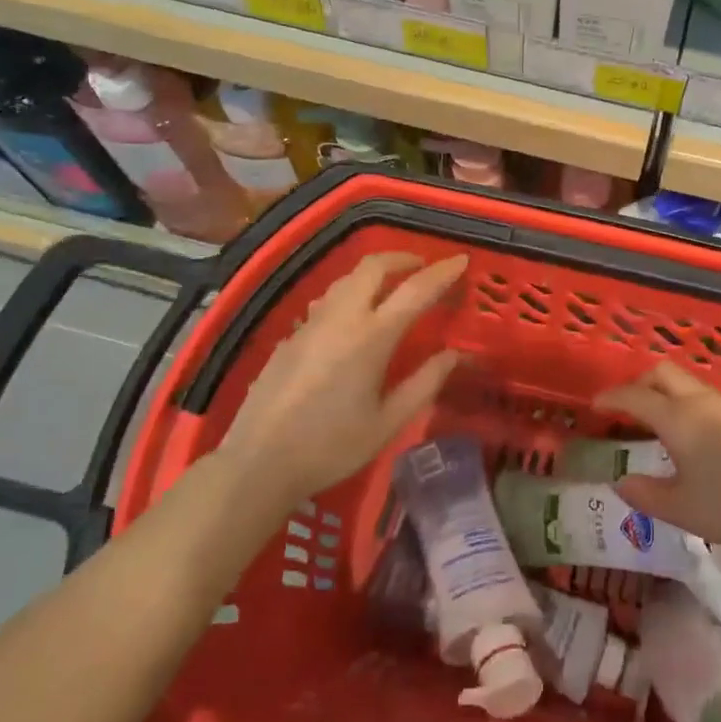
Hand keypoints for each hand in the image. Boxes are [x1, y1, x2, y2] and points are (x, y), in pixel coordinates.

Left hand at [221, 252, 466, 503]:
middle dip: (403, 258)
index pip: (415, 290)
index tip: (462, 260)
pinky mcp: (292, 335)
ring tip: (393, 287)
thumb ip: (424, 383)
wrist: (258, 463)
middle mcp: (341, 318)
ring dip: (375, 272)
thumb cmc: (331, 446)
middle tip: (423, 267)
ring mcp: (311, 323)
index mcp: (371, 337)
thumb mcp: (388, 422)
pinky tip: (355, 318)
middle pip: (373, 266)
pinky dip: (351, 293)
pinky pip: (327, 299)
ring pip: (346, 278)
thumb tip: (454, 354)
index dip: (442, 272)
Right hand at [593, 362, 720, 561]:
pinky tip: (695, 438)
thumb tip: (621, 482)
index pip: (635, 397)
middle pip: (663, 373)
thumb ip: (646, 494)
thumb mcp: (682, 509)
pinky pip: (708, 400)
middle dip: (640, 384)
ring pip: (689, 384)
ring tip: (658, 424)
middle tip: (626, 408)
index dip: (611, 398)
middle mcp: (702, 402)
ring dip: (667, 393)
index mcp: (678, 418)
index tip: (595, 406)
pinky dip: (689, 406)